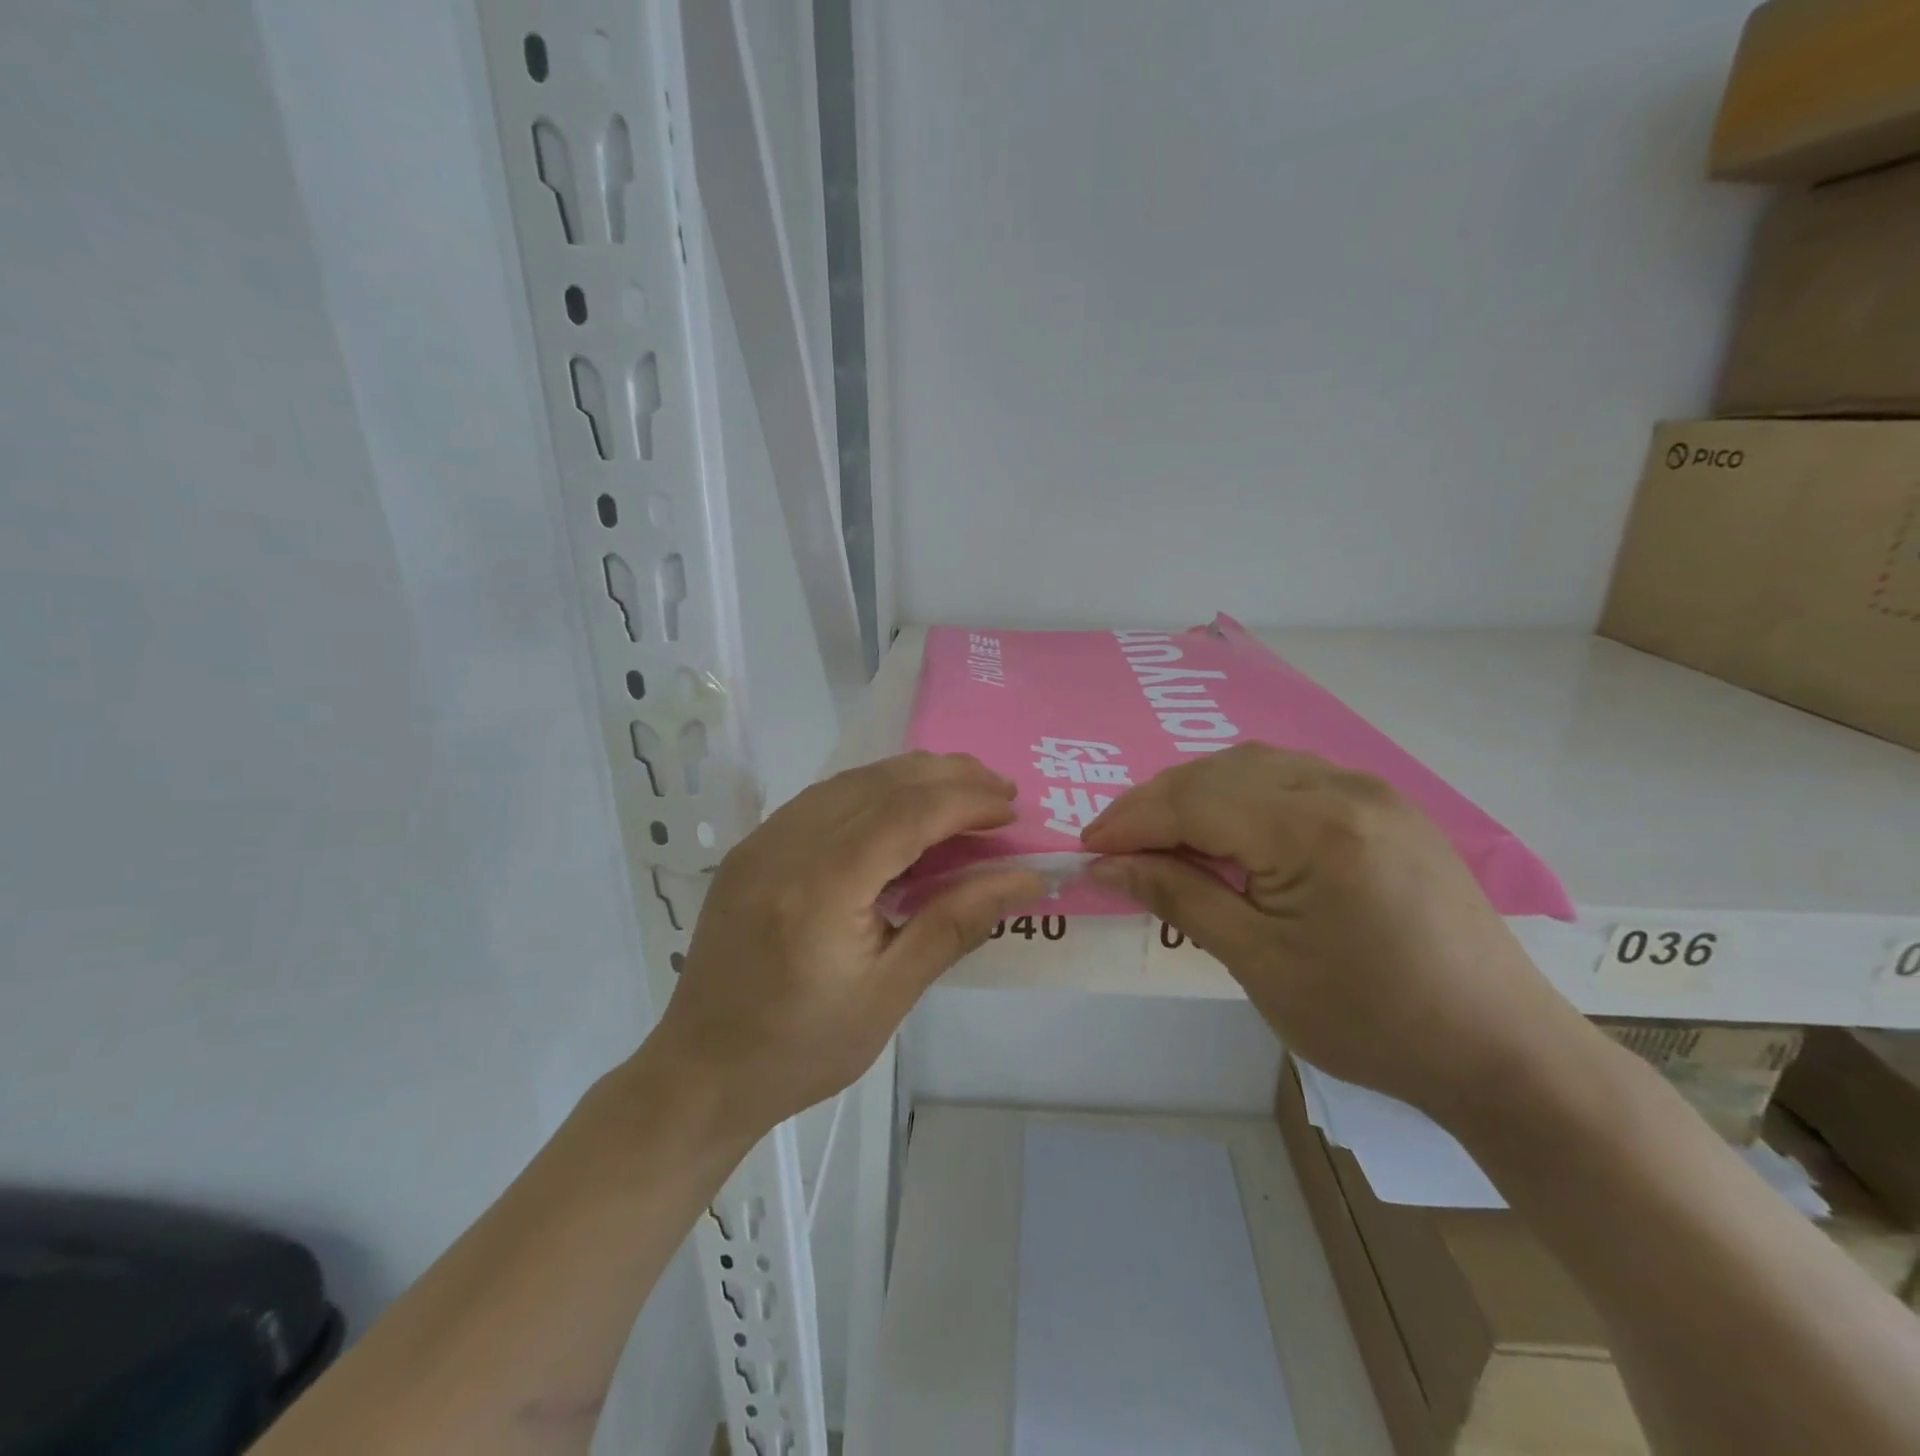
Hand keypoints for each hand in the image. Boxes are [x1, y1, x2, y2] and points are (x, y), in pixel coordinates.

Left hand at [650, 752, 1045, 1137]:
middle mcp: (786, 845)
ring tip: (961, 789)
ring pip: (850, 781)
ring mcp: (762, 841)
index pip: (906, 814)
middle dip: (947, 776)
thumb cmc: (803, 1048)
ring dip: (911, 777)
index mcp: (822, 886)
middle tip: (999, 789)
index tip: (1011, 810)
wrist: (701, 1071)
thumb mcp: (890, 995)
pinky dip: (873, 791)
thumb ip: (956, 924)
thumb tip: (1023, 878)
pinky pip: (823, 798)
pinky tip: (900, 808)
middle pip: (880, 783)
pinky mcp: (753, 848)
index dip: (966, 802)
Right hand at [1081, 743, 1592, 1119]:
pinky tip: (1229, 831)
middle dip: (1158, 803)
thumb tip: (1107, 865)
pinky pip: (1293, 779)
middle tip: (1116, 846)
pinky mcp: (1387, 808)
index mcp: (1313, 828)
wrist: (1503, 1052)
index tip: (1087, 849)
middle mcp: (1343, 788)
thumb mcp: (1259, 963)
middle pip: (1220, 772)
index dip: (1131, 820)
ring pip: (1255, 766)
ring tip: (1162, 838)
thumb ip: (1178, 898)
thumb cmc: (1371, 1021)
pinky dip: (1243, 796)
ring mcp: (1372, 791)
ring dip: (1198, 793)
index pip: (1194, 801)